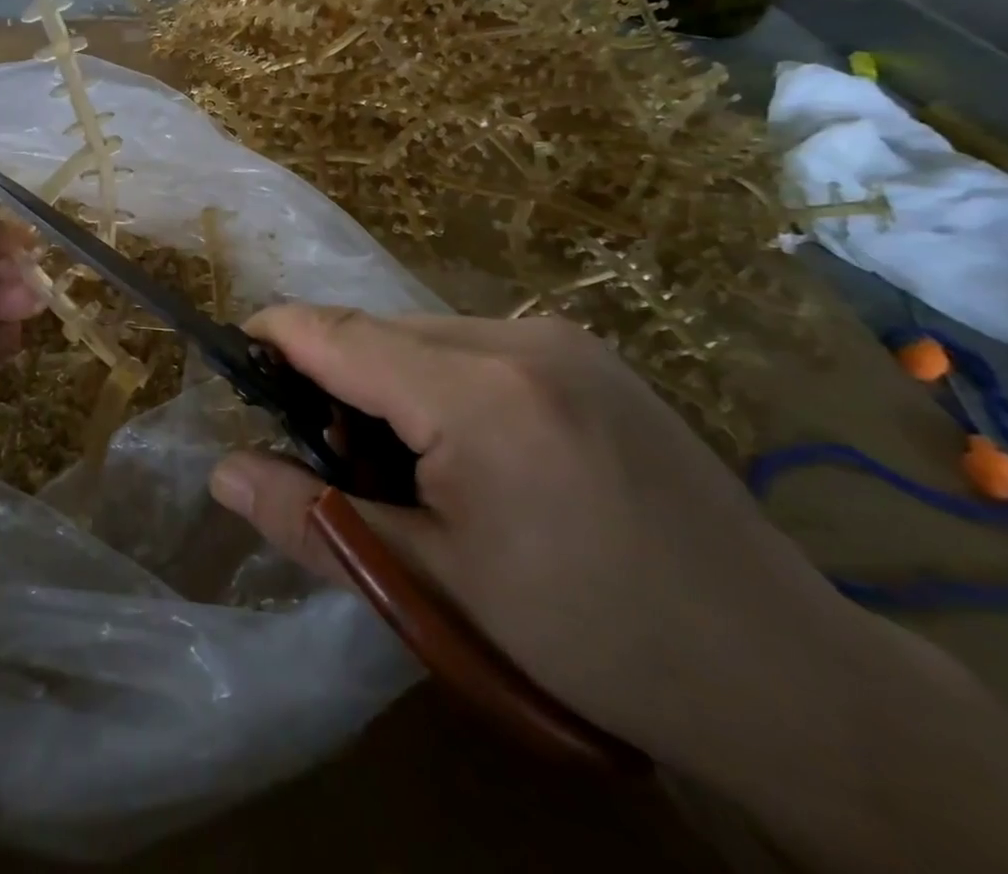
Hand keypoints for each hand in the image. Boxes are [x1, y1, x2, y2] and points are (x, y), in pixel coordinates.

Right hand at [207, 307, 870, 778]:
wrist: (784, 674)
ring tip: (400, 466)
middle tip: (325, 456)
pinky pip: (476, 346)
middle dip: (332, 376)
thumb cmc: (590, 636)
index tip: (234, 354)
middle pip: (380, 332)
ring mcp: (562, 339)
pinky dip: (438, 382)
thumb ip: (314, 520)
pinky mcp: (589, 355)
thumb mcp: (433, 587)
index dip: (275, 336)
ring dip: (387, 381)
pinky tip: (465, 452)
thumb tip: (223, 472)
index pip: (338, 334)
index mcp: (476, 392)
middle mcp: (518, 337)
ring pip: (426, 337)